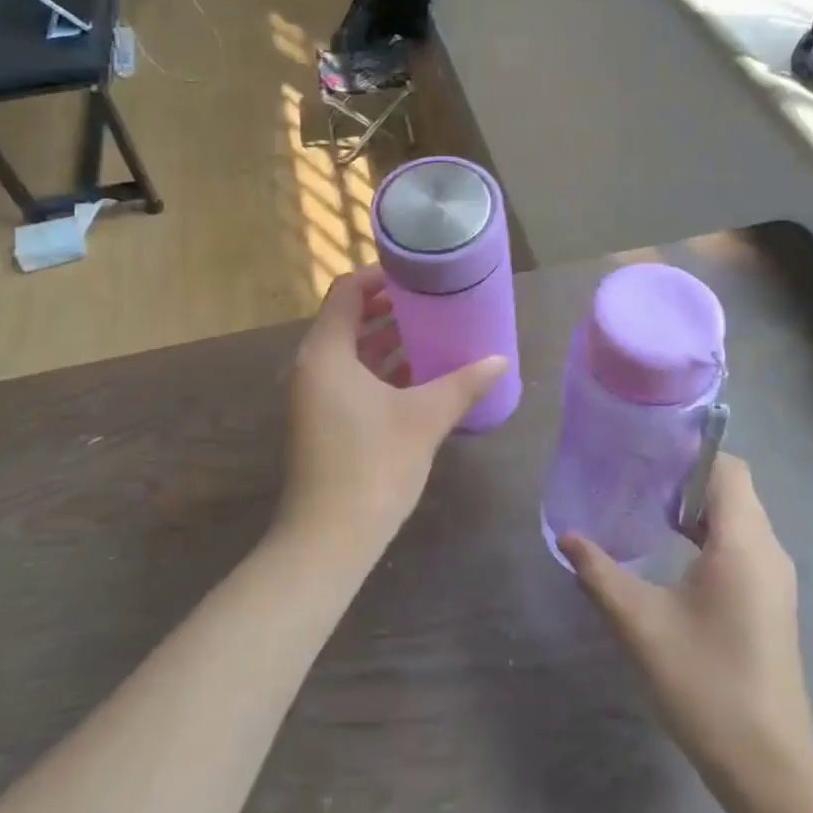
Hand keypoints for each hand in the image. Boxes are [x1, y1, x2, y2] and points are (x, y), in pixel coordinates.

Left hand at [276, 267, 507, 568]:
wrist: (328, 539)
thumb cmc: (373, 465)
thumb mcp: (424, 418)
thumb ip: (463, 384)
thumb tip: (500, 360)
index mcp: (326, 352)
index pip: (347, 292)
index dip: (380, 277)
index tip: (417, 273)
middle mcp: (312, 366)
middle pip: (348, 318)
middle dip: (388, 308)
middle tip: (432, 300)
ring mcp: (314, 396)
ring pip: (350, 351)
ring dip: (386, 339)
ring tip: (432, 331)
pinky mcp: (323, 421)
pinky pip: (351, 378)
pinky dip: (380, 370)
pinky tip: (419, 376)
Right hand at [561, 455, 812, 785]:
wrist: (768, 767)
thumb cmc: (704, 683)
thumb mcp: (641, 625)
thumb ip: (600, 574)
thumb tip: (567, 537)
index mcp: (743, 543)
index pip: (727, 468)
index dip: (689, 452)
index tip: (645, 452)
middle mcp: (768, 550)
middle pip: (733, 487)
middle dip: (687, 477)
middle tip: (636, 477)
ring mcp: (775, 578)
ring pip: (739, 517)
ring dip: (698, 507)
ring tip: (647, 509)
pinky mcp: (772, 601)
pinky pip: (743, 544)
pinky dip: (710, 534)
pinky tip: (674, 553)